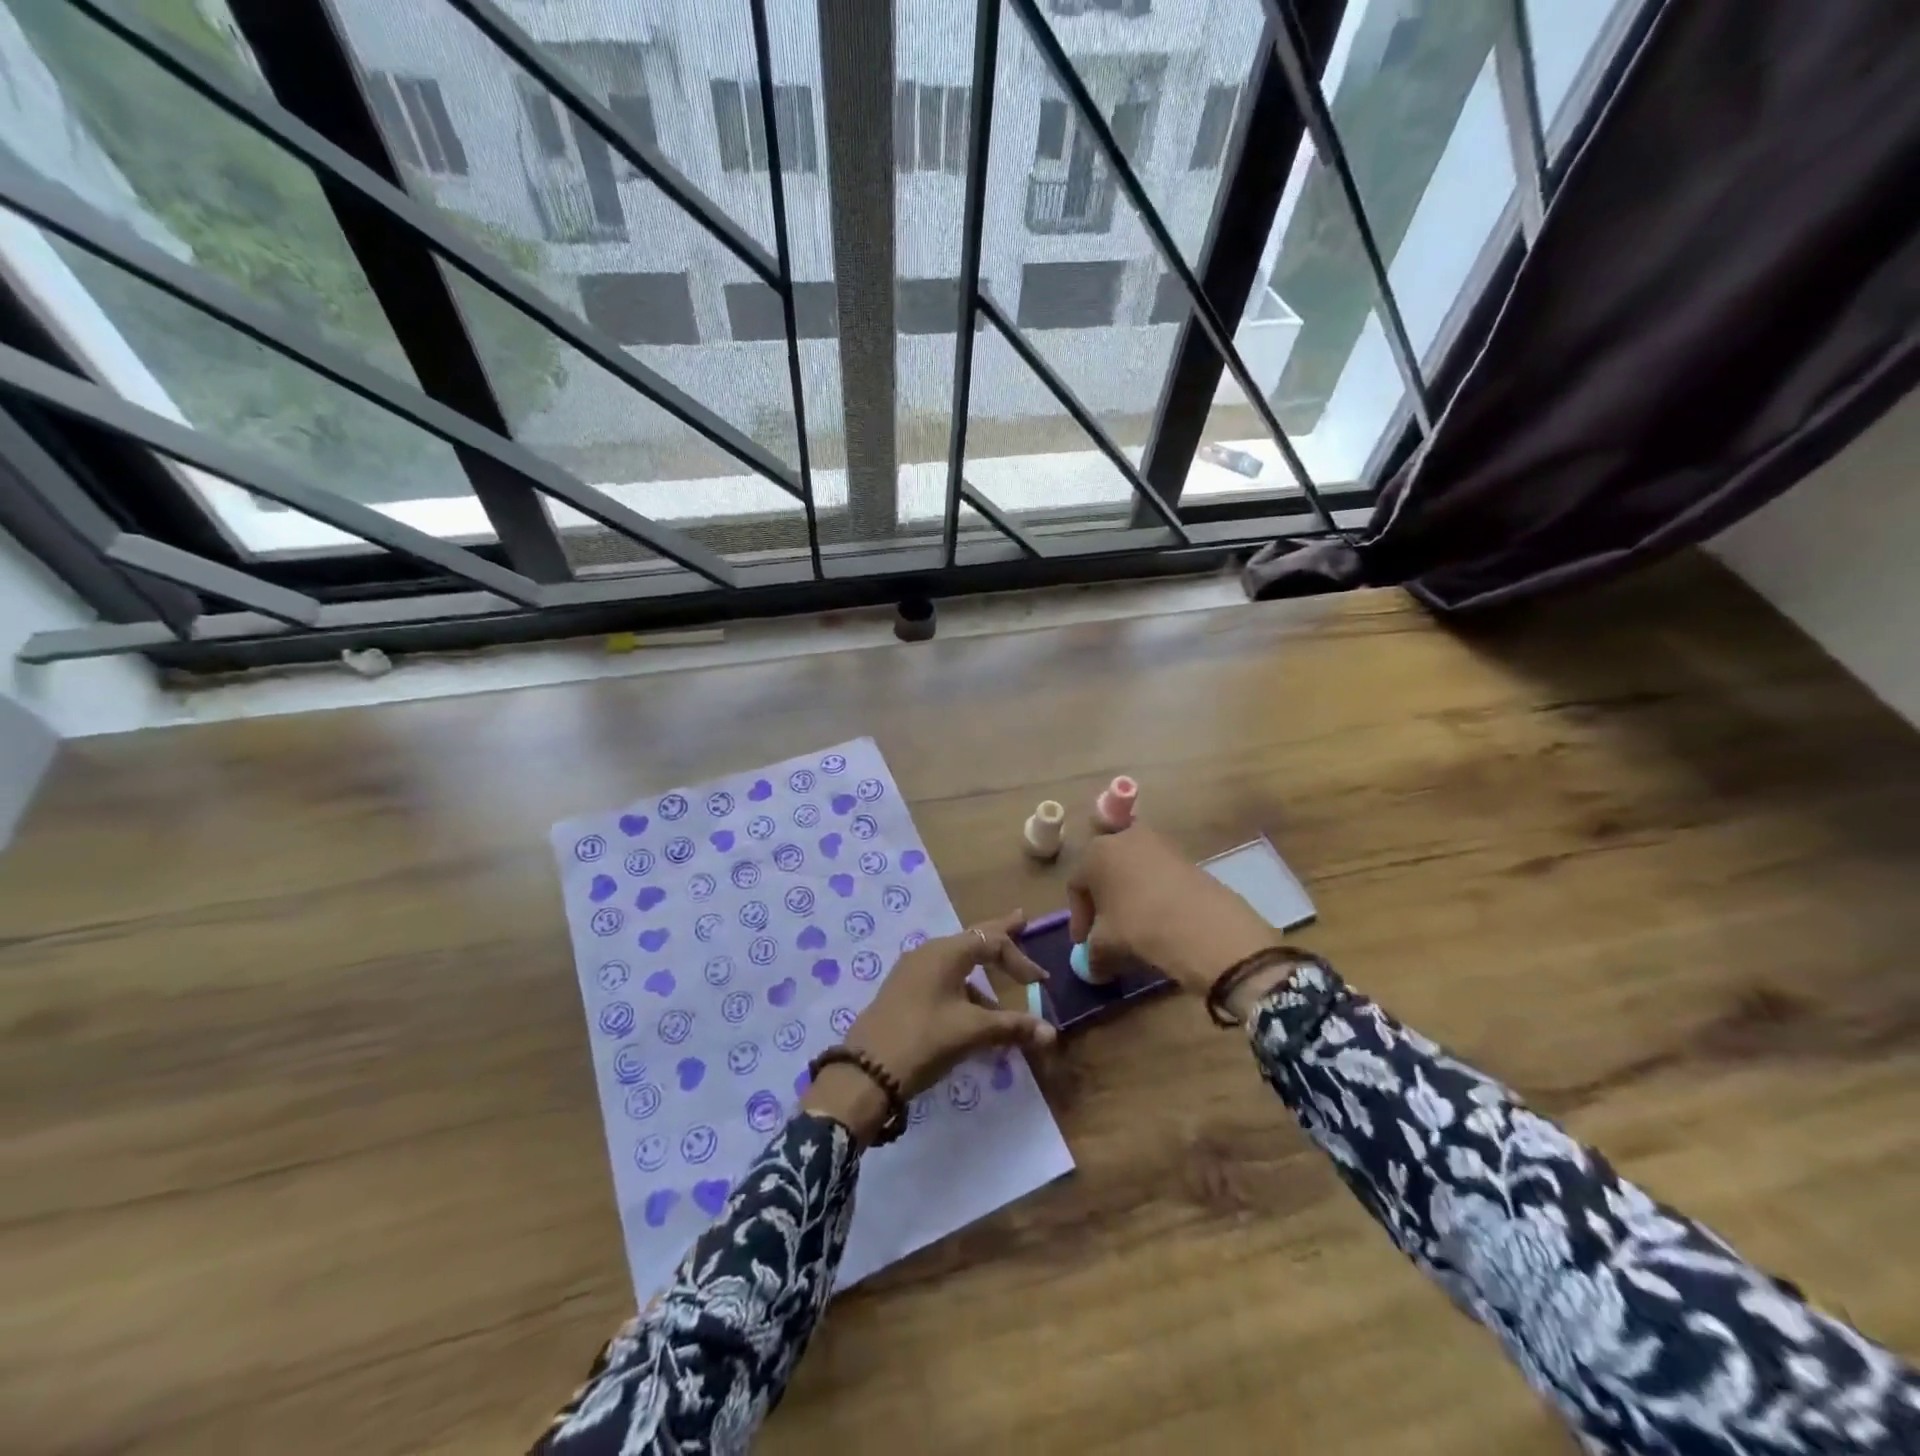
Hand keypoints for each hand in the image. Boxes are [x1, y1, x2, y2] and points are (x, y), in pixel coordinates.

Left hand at [803, 912, 1055, 1141]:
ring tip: (1002, 994)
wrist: (866, 1071)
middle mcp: (928, 953)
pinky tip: (973, 1015)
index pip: (992, 942)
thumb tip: (1050, 1032)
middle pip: (972, 940)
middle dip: (998, 934)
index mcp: (945, 952)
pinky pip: (943, 981)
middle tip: (1020, 920)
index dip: (1020, 959)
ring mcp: (912, 972)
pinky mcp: (904, 993)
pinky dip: (964, 990)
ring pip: (957, 964)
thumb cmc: (924, 1039)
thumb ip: (1012, 1027)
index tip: (1040, 981)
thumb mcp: (971, 1032)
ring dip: (982, 976)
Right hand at [1067, 826, 1284, 998]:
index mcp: (1095, 852)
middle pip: (1104, 872)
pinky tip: (1158, 919)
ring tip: (1133, 926)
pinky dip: (1151, 894)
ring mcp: (1157, 843)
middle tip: (1105, 931)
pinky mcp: (1184, 855)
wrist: (1203, 926)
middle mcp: (1123, 838)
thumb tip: (1094, 965)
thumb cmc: (1140, 926)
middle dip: (1102, 902)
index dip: (1078, 917)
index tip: (1083, 943)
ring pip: (1132, 871)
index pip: (1076, 885)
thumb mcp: (1105, 945)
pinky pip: (1157, 874)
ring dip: (1128, 896)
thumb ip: (1092, 953)